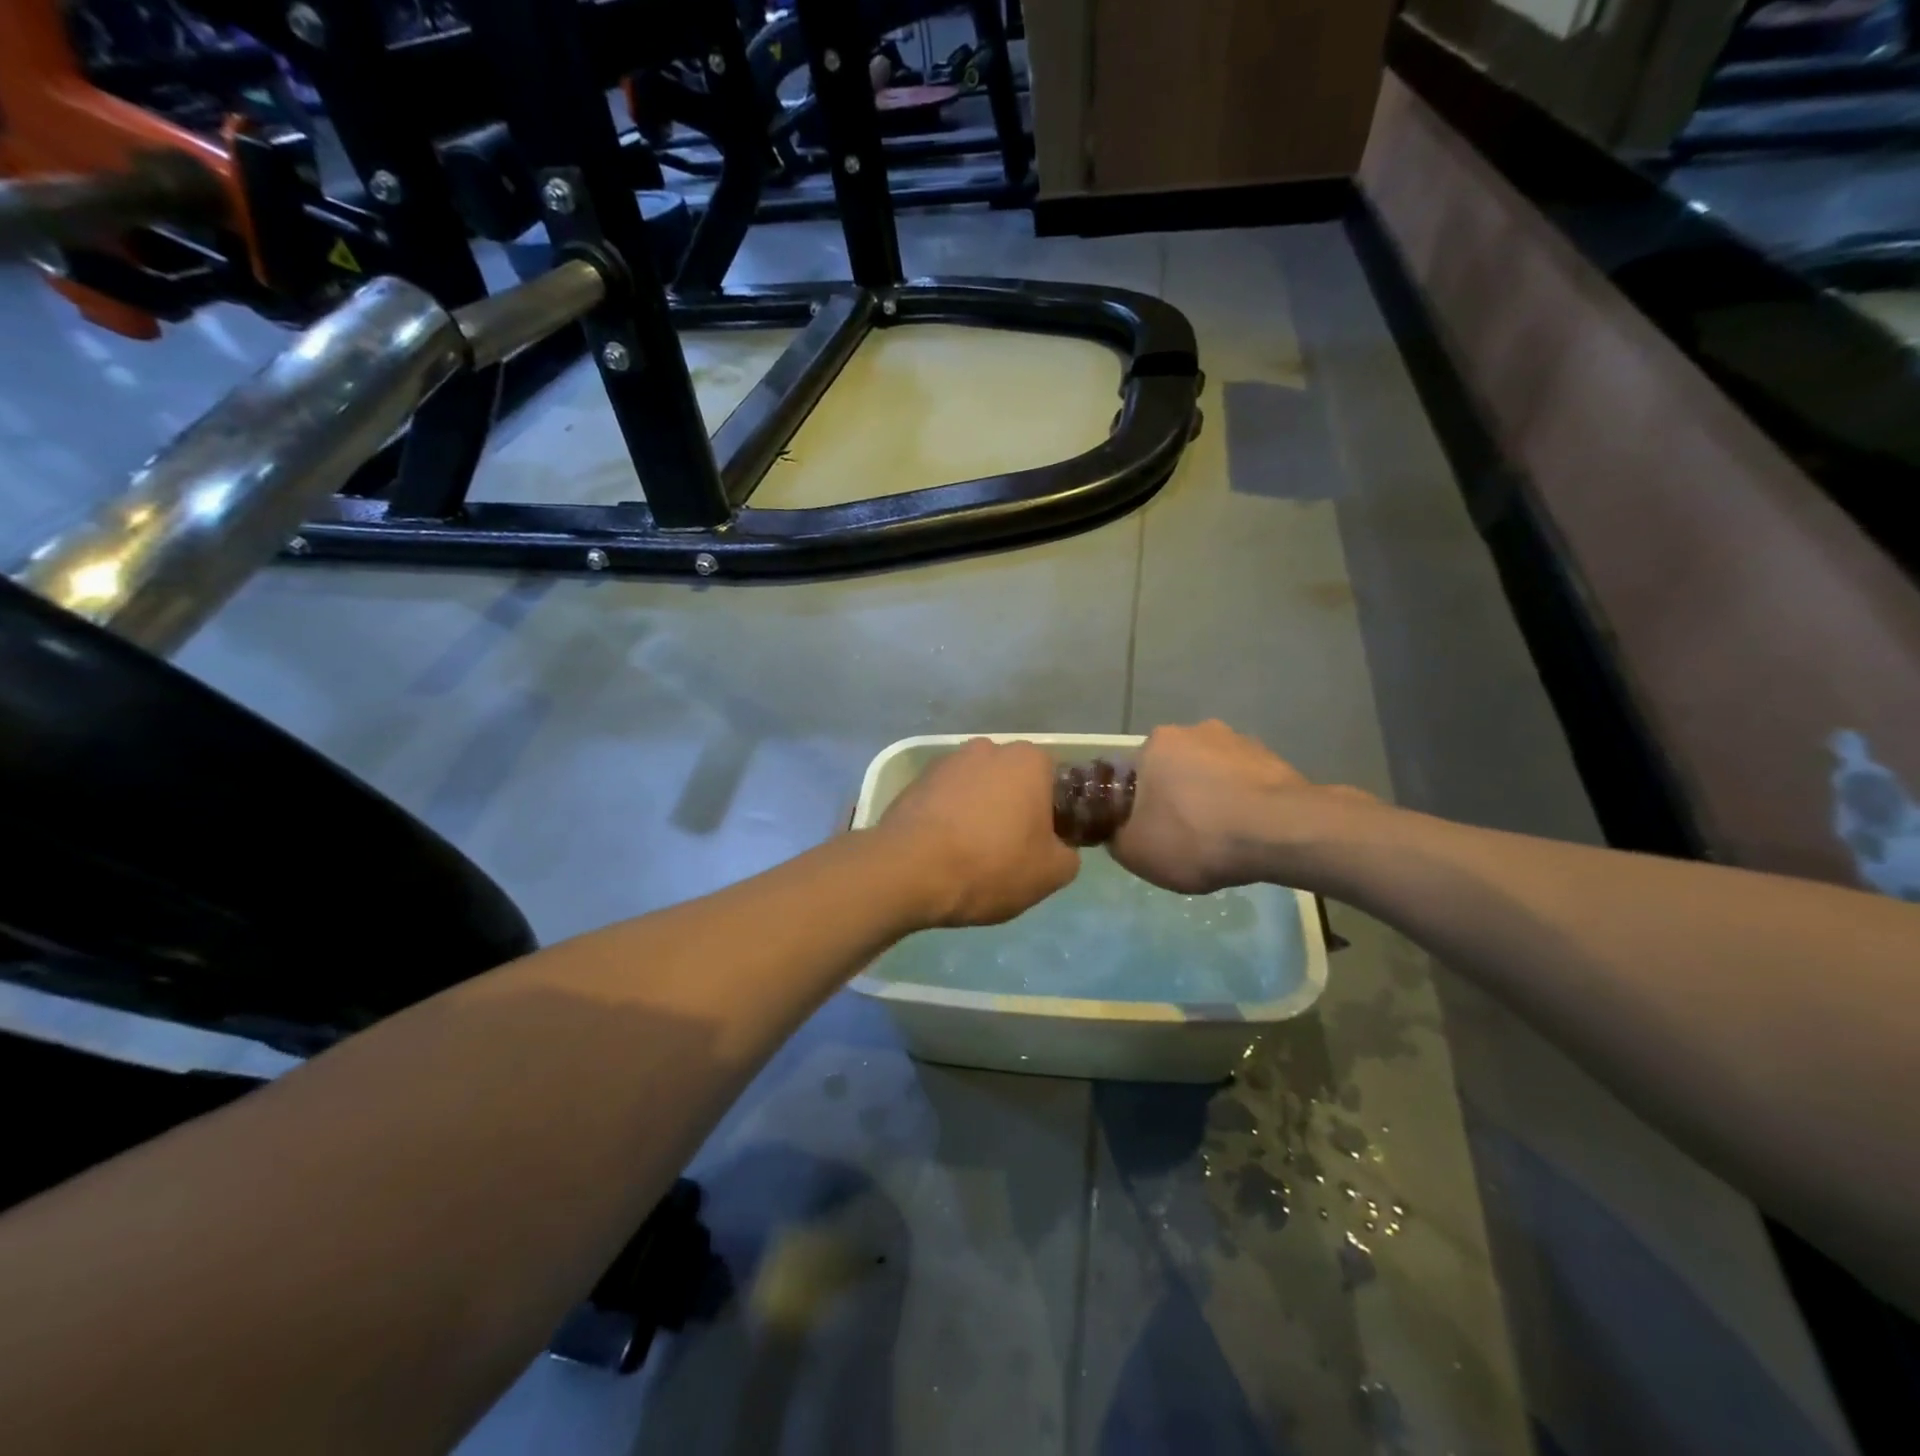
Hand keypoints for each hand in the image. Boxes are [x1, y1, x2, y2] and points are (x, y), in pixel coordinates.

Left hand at [876, 739, 1080, 927]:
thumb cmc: (991, 864)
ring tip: (972, 854)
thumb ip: (1068, 855)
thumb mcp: (1050, 873)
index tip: (1045, 844)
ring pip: (977, 789)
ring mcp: (947, 762)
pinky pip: (945, 800)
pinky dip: (949, 818)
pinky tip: (944, 850)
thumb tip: (1060, 849)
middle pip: (1013, 781)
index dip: (1054, 814)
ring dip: (979, 812)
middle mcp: (988, 749)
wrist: (909, 870)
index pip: (1054, 781)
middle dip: (1014, 809)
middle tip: (1011, 850)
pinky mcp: (915, 781)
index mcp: (1028, 760)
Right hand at [1110, 721, 1374, 893]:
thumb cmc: (1195, 836)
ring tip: (1220, 839)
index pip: (1133, 774)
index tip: (1147, 831)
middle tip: (1182, 836)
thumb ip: (1116, 837)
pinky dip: (1241, 804)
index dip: (1136, 805)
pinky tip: (1247, 834)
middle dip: (1174, 797)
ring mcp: (1239, 741)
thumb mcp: (1135, 851)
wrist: (1280, 833)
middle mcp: (1195, 730)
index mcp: (1156, 743)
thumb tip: (1119, 832)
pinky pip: (1244, 784)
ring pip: (1211, 775)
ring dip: (1211, 798)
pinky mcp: (1273, 759)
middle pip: (1173, 770)